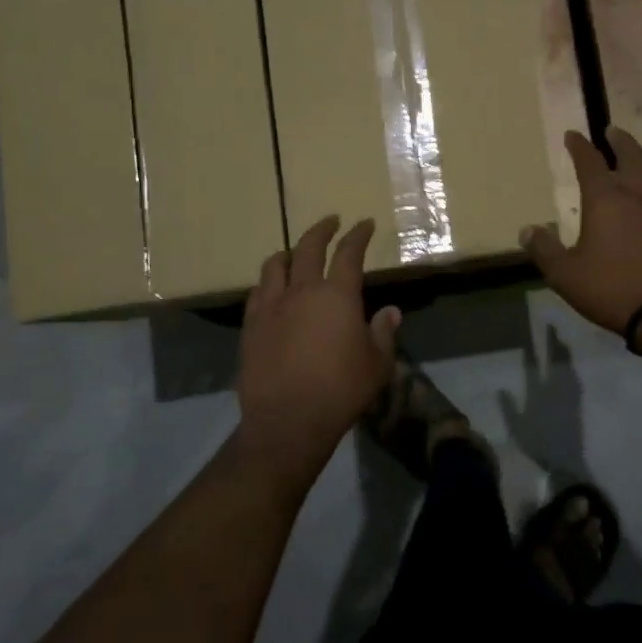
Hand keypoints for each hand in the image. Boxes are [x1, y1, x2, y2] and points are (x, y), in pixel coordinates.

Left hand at [237, 215, 400, 485]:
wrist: (288, 421)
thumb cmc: (341, 391)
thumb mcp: (377, 364)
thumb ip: (383, 333)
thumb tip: (390, 312)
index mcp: (338, 295)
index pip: (349, 253)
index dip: (358, 235)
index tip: (364, 224)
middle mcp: (303, 291)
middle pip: (309, 247)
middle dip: (322, 229)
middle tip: (331, 221)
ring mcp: (272, 306)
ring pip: (276, 264)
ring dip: (290, 252)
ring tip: (296, 252)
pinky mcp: (251, 325)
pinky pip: (258, 291)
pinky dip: (269, 282)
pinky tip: (273, 289)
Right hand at [520, 128, 641, 334]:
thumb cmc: (610, 287)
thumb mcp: (565, 274)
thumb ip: (545, 250)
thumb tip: (527, 231)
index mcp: (606, 200)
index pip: (590, 162)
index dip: (579, 146)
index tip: (573, 135)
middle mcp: (636, 197)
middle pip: (632, 157)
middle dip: (620, 141)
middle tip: (612, 130)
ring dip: (639, 166)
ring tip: (631, 166)